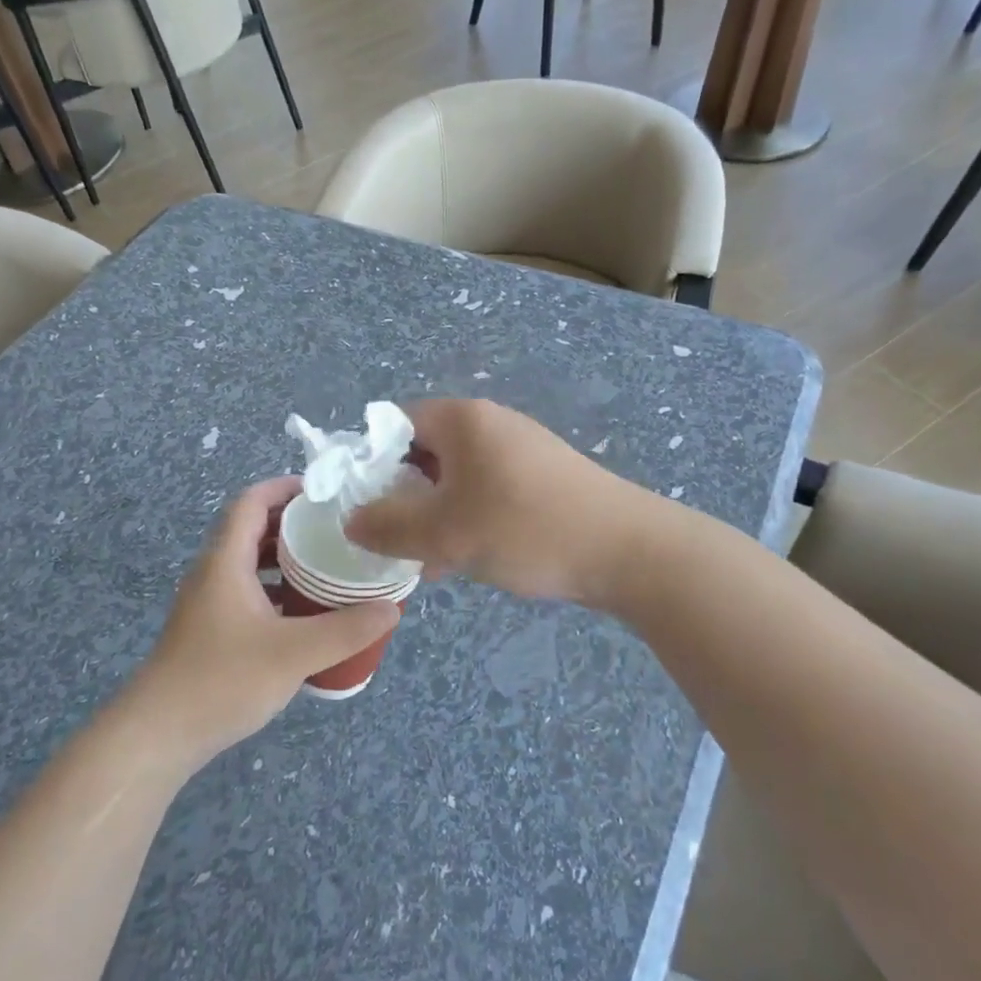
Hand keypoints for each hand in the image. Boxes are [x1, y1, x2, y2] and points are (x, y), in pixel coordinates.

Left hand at [118, 478, 399, 773]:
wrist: (158, 734)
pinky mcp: (210, 630)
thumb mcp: (294, 654)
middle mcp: (213, 573)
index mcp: (225, 561)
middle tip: (337, 530)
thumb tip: (390, 608)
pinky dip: (276, 590)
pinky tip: (303, 614)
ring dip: (285, 559)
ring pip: (249, 564)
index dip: (284, 488)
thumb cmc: (223, 680)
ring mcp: (208, 603)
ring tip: (327, 567)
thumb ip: (345, 630)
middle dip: (293, 523)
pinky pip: (247, 592)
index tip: (325, 493)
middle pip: (252, 529)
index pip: (251, 502)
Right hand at [346, 399, 644, 604]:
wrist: (628, 551)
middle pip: (423, 451)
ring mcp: (519, 450)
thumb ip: (388, 527)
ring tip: (426, 558)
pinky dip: (467, 518)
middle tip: (392, 537)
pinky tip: (466, 559)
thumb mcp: (445, 534)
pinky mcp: (540, 478)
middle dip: (402, 496)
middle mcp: (489, 424)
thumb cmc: (526, 529)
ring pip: (454, 477)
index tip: (363, 505)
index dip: (370, 462)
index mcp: (462, 420)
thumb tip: (351, 520)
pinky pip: (485, 491)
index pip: (394, 424)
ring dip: (434, 514)